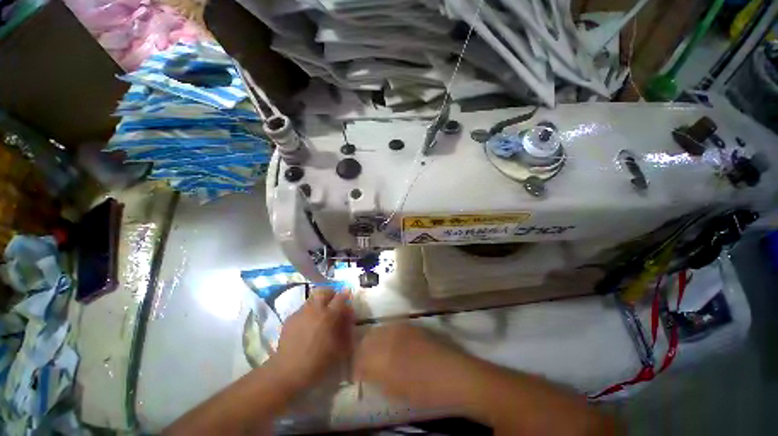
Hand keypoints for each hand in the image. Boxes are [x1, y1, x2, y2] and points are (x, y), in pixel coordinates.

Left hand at [270, 289, 353, 391]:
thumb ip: (346, 330)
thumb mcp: (339, 349)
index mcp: (328, 315)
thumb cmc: (318, 363)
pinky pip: (302, 309)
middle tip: (334, 302)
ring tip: (320, 314)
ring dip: (319, 302)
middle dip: (331, 293)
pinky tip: (308, 325)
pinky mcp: (290, 319)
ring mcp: (301, 312)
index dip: (346, 295)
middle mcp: (314, 309)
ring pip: (312, 298)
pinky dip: (309, 312)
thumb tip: (349, 318)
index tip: (348, 298)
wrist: (287, 372)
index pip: (340, 297)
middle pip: (324, 291)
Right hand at [353, 324, 476, 410]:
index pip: (359, 358)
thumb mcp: (395, 391)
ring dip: (374, 341)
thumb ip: (377, 378)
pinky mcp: (410, 325)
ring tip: (377, 354)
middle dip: (362, 351)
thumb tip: (366, 373)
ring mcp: (400, 328)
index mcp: (382, 358)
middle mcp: (388, 337)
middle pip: (367, 339)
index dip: (357, 367)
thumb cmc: (424, 390)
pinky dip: (386, 335)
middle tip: (365, 364)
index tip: (358, 374)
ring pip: (378, 330)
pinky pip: (391, 327)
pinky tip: (392, 344)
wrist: (453, 374)